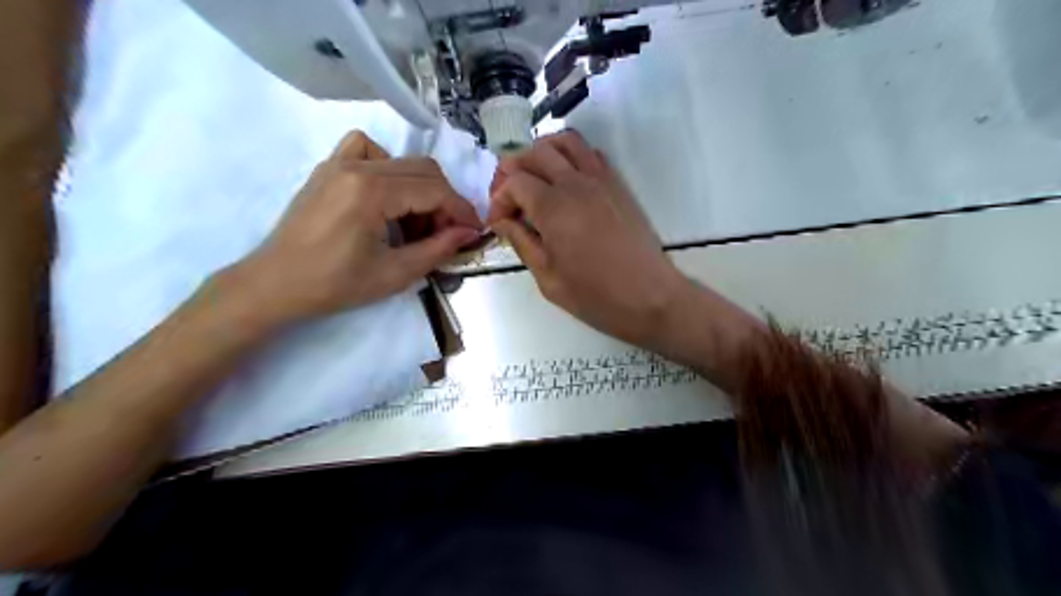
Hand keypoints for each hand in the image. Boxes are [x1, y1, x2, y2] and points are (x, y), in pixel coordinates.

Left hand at [233, 131, 483, 326]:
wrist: (276, 284)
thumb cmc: (334, 285)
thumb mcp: (394, 273)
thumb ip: (437, 249)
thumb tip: (469, 233)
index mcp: (371, 192)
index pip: (434, 190)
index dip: (461, 210)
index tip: (474, 231)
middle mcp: (356, 167)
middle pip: (423, 170)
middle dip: (444, 202)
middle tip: (446, 234)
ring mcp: (338, 163)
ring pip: (401, 161)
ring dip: (420, 189)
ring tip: (415, 224)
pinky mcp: (328, 168)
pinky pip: (367, 150)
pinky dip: (388, 167)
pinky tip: (386, 195)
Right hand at [485, 130, 687, 349]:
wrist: (650, 296)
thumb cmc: (596, 296)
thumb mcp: (548, 278)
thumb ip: (522, 243)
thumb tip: (502, 222)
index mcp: (553, 208)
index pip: (514, 181)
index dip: (499, 199)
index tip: (499, 223)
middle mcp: (575, 183)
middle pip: (535, 152)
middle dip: (513, 169)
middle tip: (510, 198)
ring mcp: (600, 180)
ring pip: (564, 141)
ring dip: (542, 153)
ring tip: (534, 179)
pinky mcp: (617, 185)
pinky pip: (590, 153)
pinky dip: (570, 156)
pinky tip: (565, 182)